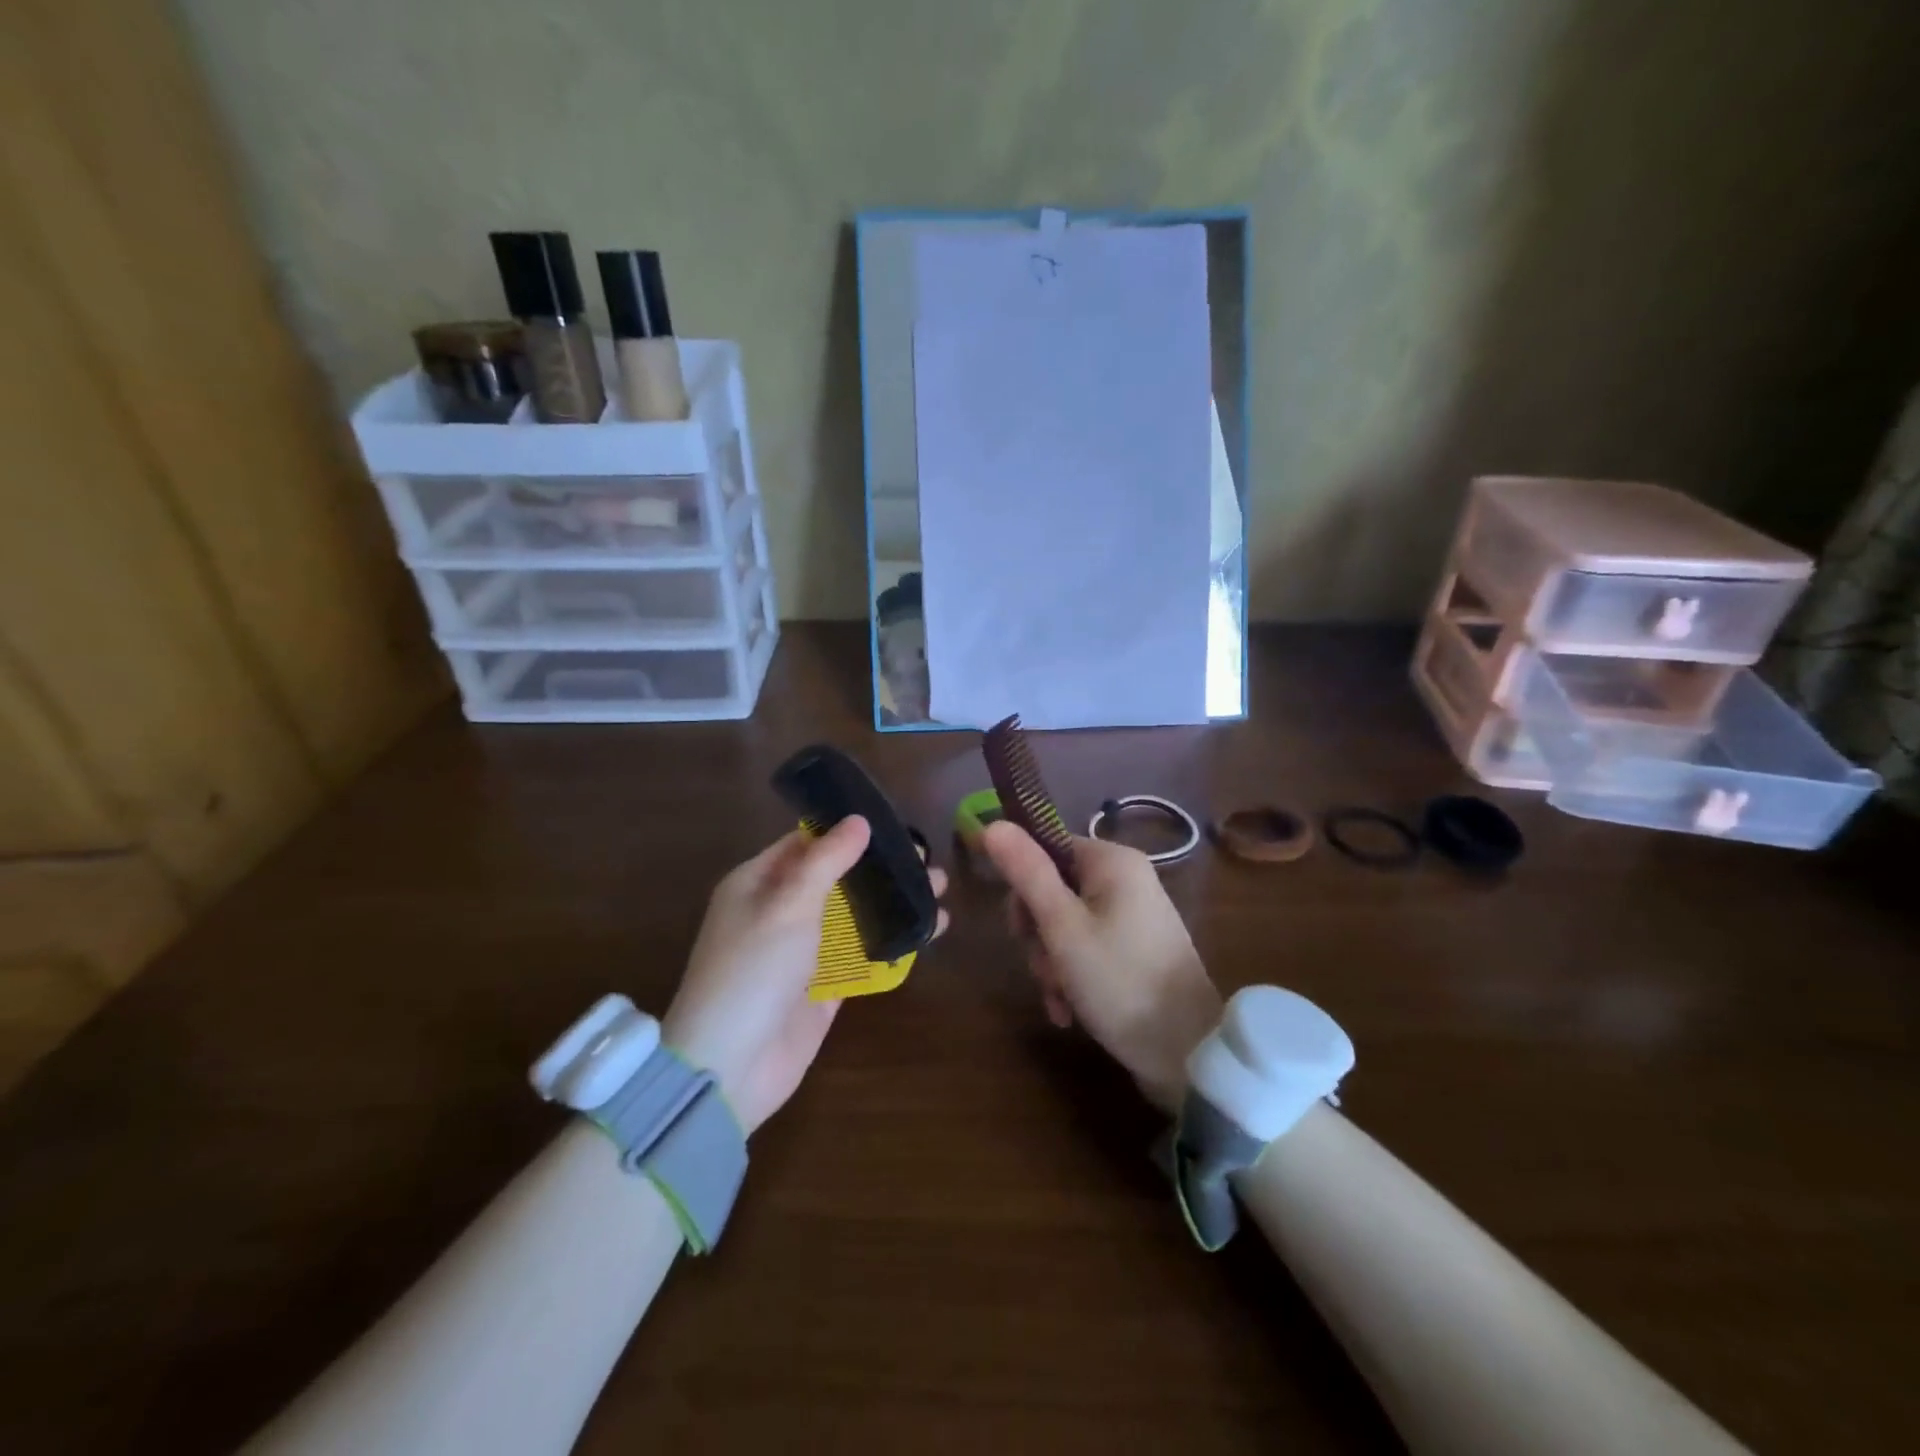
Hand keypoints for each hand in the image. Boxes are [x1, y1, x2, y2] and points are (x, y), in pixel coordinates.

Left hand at [663, 818, 948, 1134]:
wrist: (731, 1067)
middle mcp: (780, 912)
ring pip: (855, 916)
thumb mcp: (788, 904)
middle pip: (837, 879)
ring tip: (939, 889)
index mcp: (757, 883)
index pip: (805, 843)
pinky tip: (930, 930)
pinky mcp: (825, 987)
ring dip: (894, 902)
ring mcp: (804, 952)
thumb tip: (859, 820)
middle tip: (926, 858)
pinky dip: (893, 942)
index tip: (891, 823)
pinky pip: (863, 955)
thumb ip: (826, 860)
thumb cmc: (753, 970)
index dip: (845, 831)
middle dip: (880, 867)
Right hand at [983, 822, 1220, 1113]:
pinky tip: (1068, 1010)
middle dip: (1038, 935)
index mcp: (1113, 862)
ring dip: (1052, 962)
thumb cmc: (1120, 981)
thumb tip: (992, 824)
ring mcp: (1134, 915)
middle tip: (1044, 968)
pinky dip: (1072, 975)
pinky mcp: (1136, 948)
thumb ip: (1027, 873)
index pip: (1046, 849)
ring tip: (1059, 999)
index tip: (1019, 929)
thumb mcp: (1062, 928)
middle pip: (1054, 889)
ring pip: (1066, 924)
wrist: (1188, 1053)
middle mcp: (1126, 879)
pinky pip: (1088, 947)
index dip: (1024, 887)